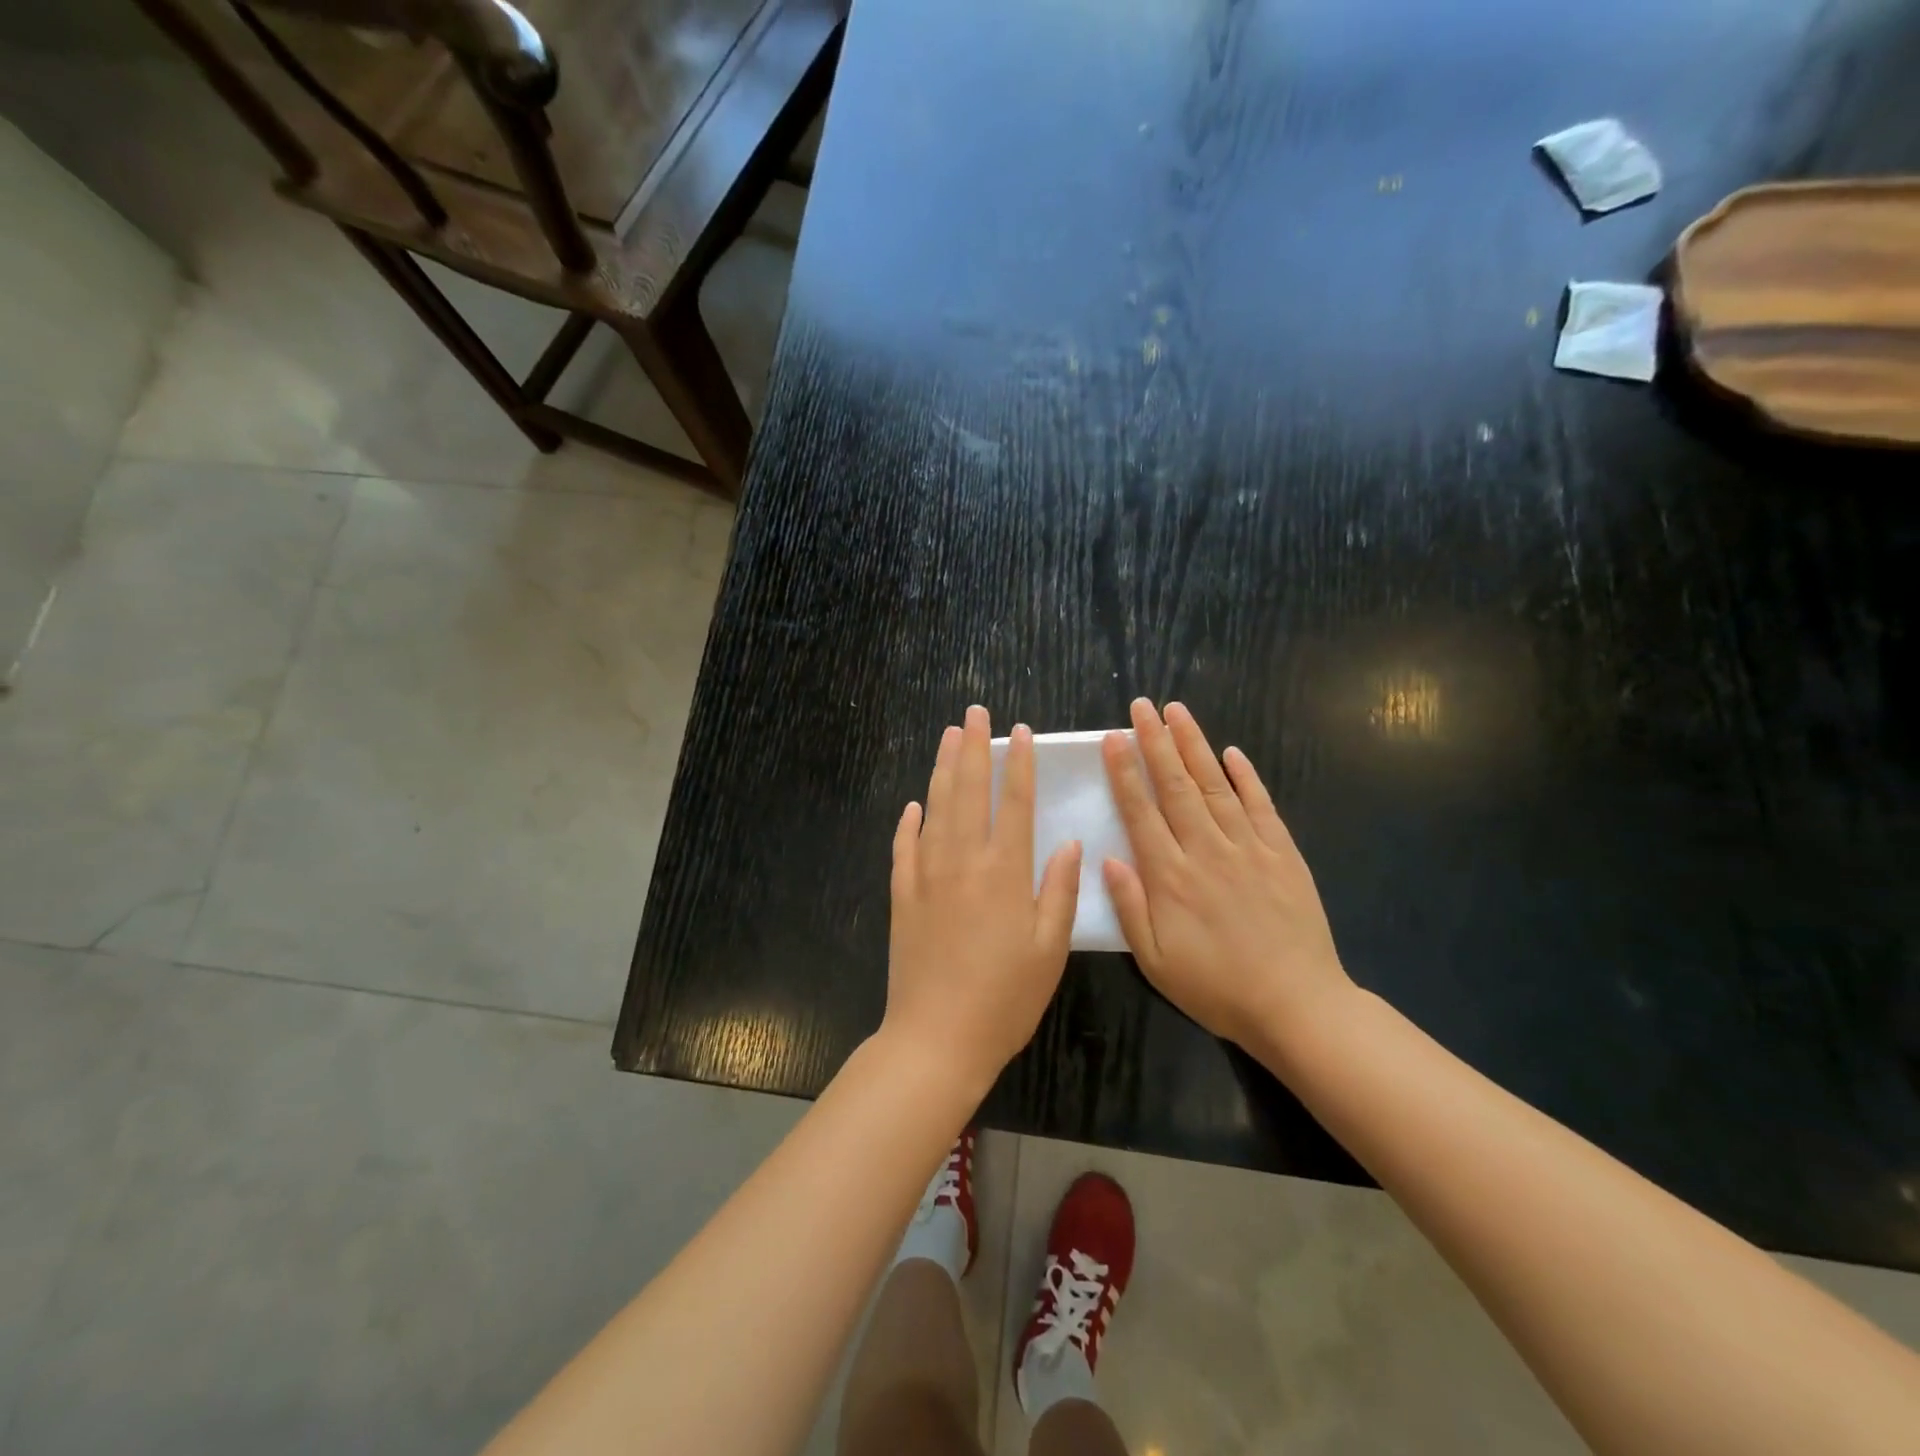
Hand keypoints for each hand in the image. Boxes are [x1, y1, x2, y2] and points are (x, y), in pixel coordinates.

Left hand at [885, 706, 1082, 1092]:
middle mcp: (962, 861)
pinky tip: (913, 804)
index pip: (1014, 803)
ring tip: (949, 736)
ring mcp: (926, 875)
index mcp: (1004, 872)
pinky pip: (903, 847)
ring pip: (934, 808)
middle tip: (975, 712)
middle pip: (968, 791)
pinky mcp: (901, 895)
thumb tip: (1067, 843)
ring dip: (943, 769)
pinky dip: (908, 822)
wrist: (936, 1036)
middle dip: (974, 748)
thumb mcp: (1049, 950)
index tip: (1020, 732)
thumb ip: (1058, 891)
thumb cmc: (1004, 998)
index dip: (1018, 764)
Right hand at [1102, 699, 1353, 1049]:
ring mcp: (1248, 848)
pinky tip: (1232, 753)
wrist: (1296, 1005)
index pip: (1141, 812)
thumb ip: (1129, 907)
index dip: (1125, 772)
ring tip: (1178, 712)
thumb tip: (1106, 857)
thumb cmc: (1216, 988)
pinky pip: (1262, 806)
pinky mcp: (1283, 854)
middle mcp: (1206, 850)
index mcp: (1170, 877)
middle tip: (1142, 706)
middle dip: (1156, 742)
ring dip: (1195, 746)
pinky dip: (1247, 777)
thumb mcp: (1155, 961)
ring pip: (1216, 786)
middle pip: (1176, 787)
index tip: (1113, 738)